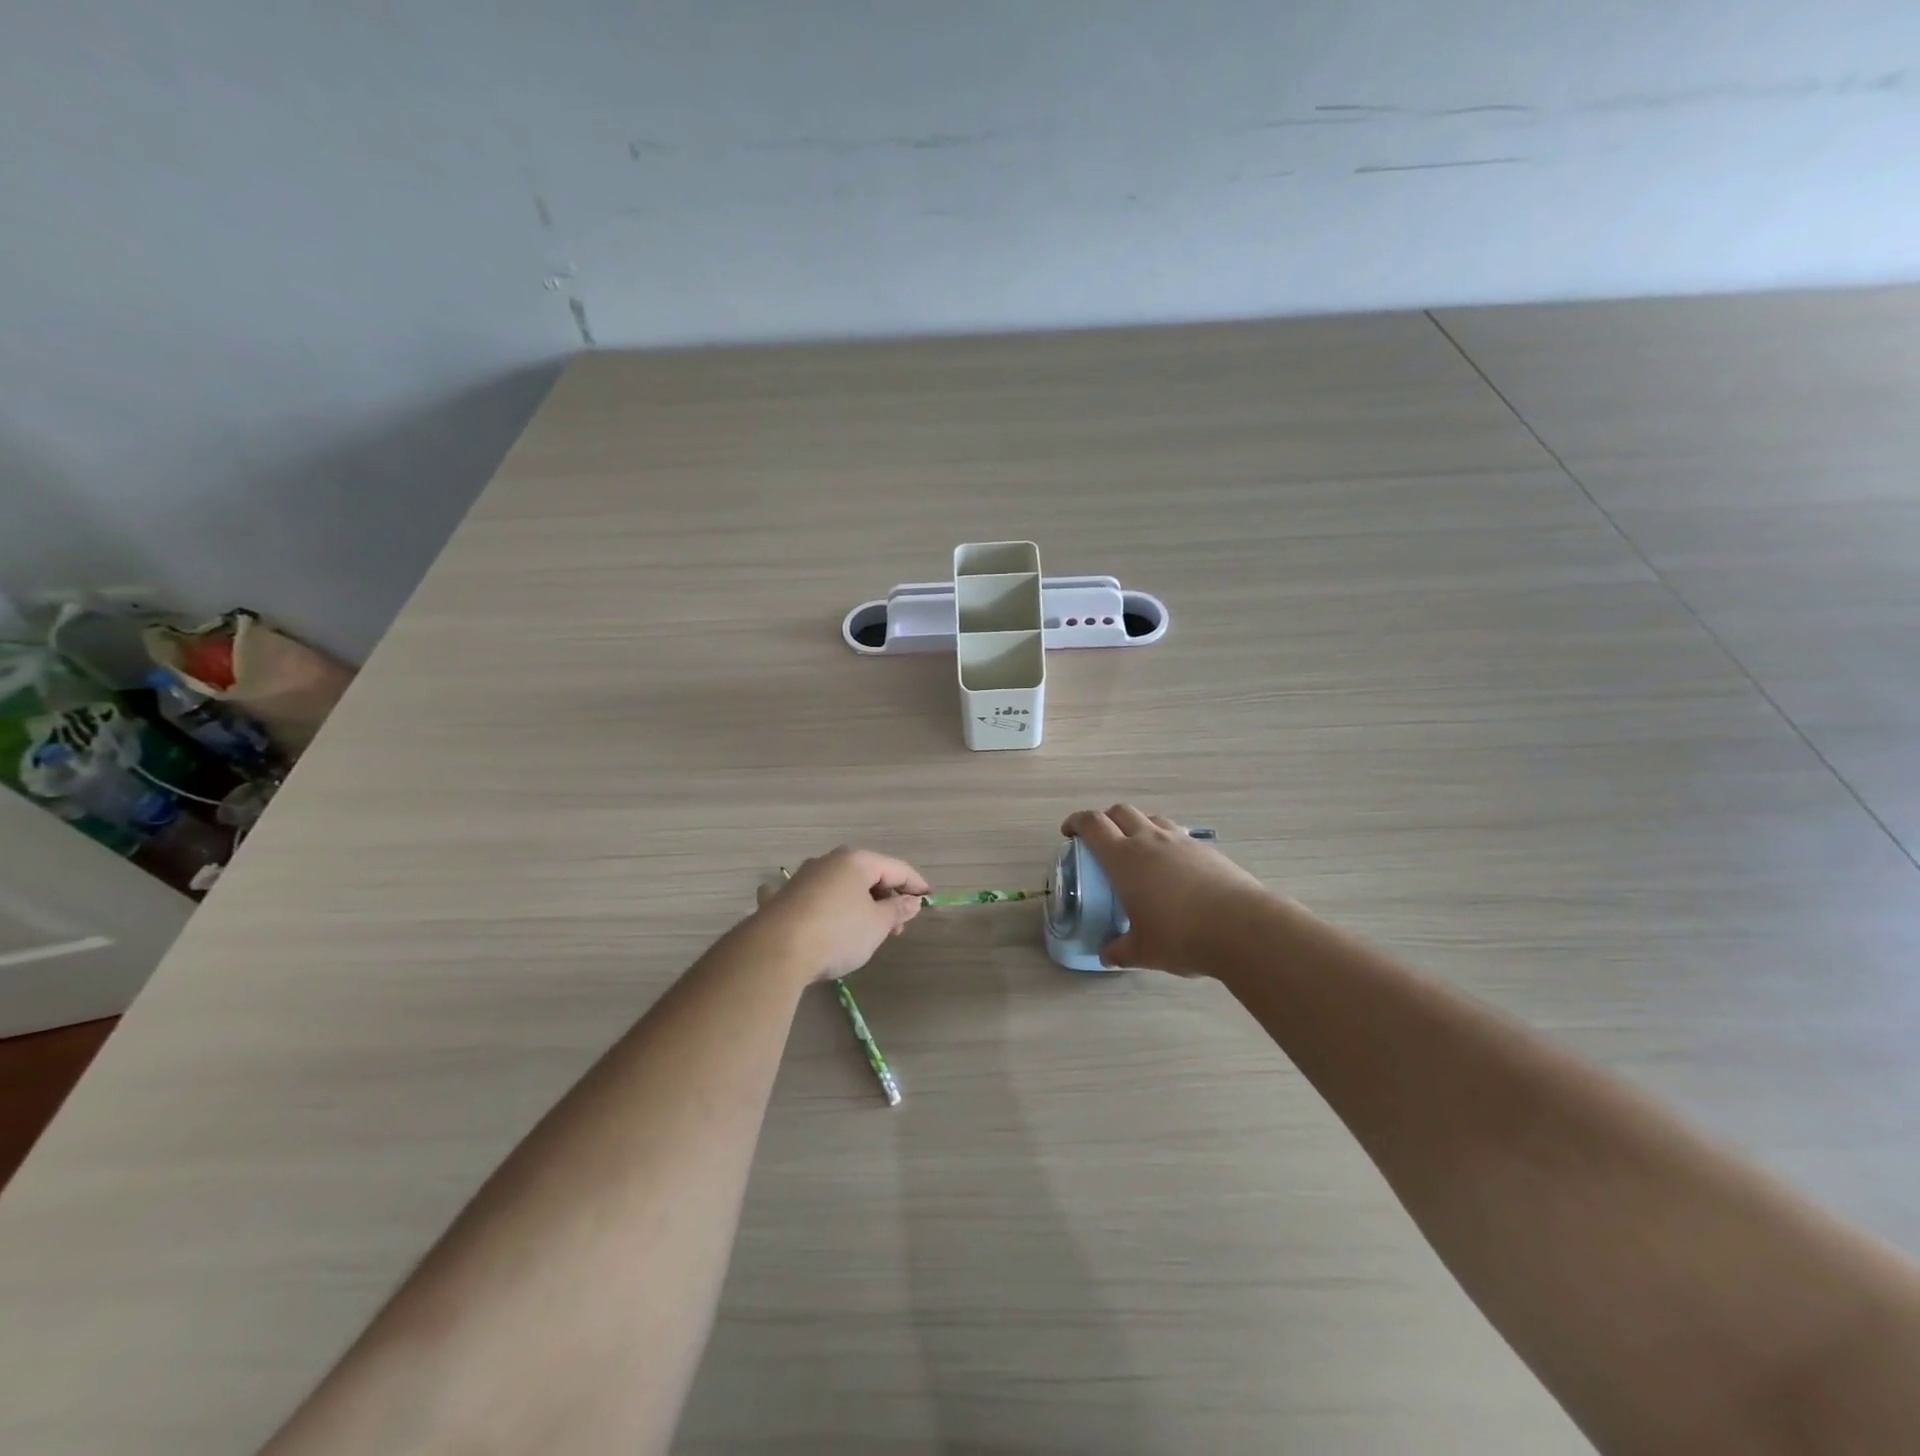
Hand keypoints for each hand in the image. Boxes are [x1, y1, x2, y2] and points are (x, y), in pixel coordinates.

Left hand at [753, 847, 930, 982]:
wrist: (775, 951)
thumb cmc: (837, 933)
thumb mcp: (877, 925)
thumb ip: (897, 911)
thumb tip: (912, 901)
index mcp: (856, 861)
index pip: (897, 868)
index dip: (915, 885)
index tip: (928, 902)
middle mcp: (828, 861)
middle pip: (867, 876)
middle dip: (885, 899)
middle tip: (896, 928)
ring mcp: (802, 878)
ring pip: (840, 887)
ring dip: (857, 904)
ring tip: (866, 931)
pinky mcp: (783, 898)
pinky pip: (811, 898)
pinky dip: (822, 905)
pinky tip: (814, 913)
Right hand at [1060, 804, 1271, 976]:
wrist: (1242, 928)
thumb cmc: (1180, 936)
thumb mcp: (1143, 950)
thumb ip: (1120, 951)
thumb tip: (1107, 956)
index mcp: (1124, 858)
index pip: (1093, 824)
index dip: (1077, 822)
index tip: (1069, 832)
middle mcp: (1150, 840)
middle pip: (1121, 812)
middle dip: (1107, 820)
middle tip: (1102, 840)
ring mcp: (1182, 842)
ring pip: (1153, 819)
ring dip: (1139, 827)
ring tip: (1139, 852)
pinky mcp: (1208, 851)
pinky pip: (1179, 837)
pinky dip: (1168, 844)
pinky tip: (1174, 870)